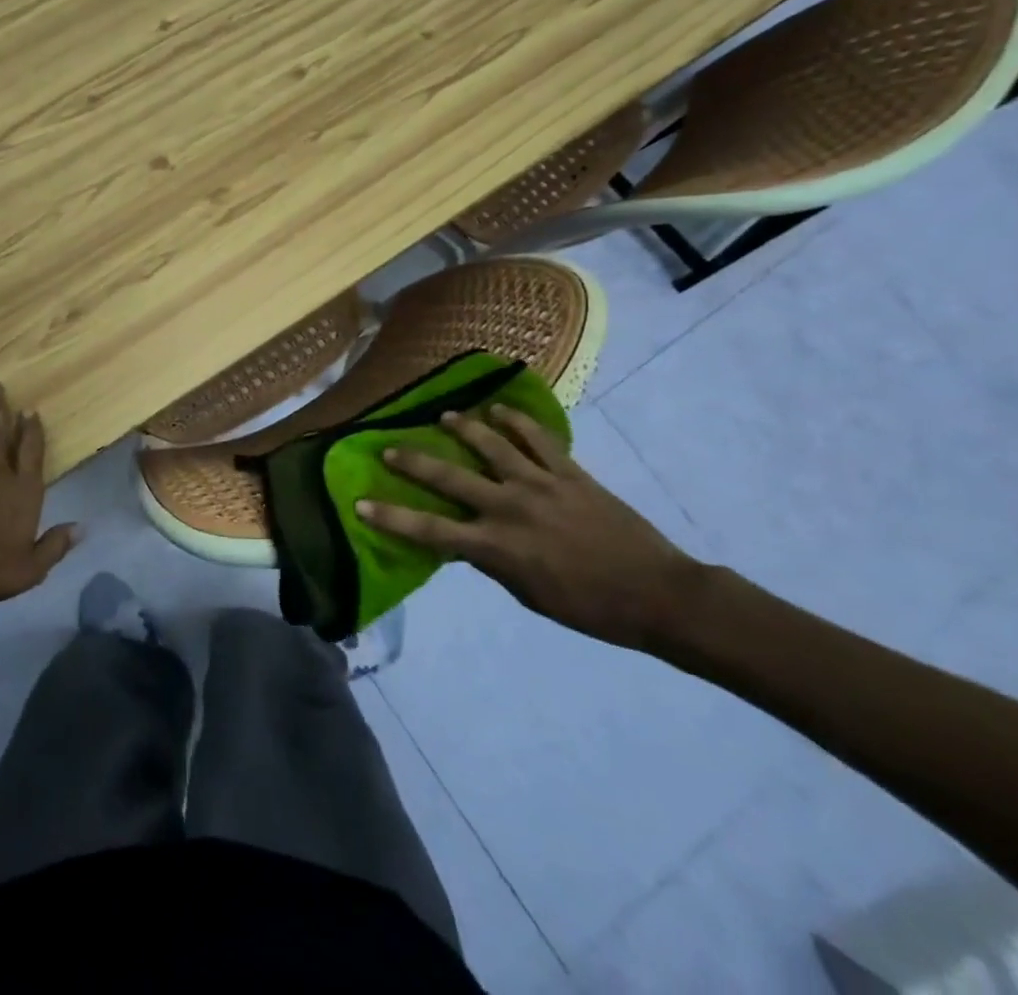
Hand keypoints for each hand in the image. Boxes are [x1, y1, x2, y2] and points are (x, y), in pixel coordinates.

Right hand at [355, 404, 700, 648]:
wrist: (656, 594)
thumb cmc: (588, 607)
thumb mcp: (529, 594)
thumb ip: (493, 562)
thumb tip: (466, 540)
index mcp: (497, 547)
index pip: (431, 531)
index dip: (392, 518)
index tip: (361, 504)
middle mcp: (509, 508)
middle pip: (450, 479)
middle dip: (414, 462)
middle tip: (388, 447)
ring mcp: (540, 484)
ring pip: (491, 444)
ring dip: (462, 427)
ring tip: (444, 416)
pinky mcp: (569, 471)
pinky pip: (537, 438)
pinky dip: (516, 421)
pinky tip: (499, 410)